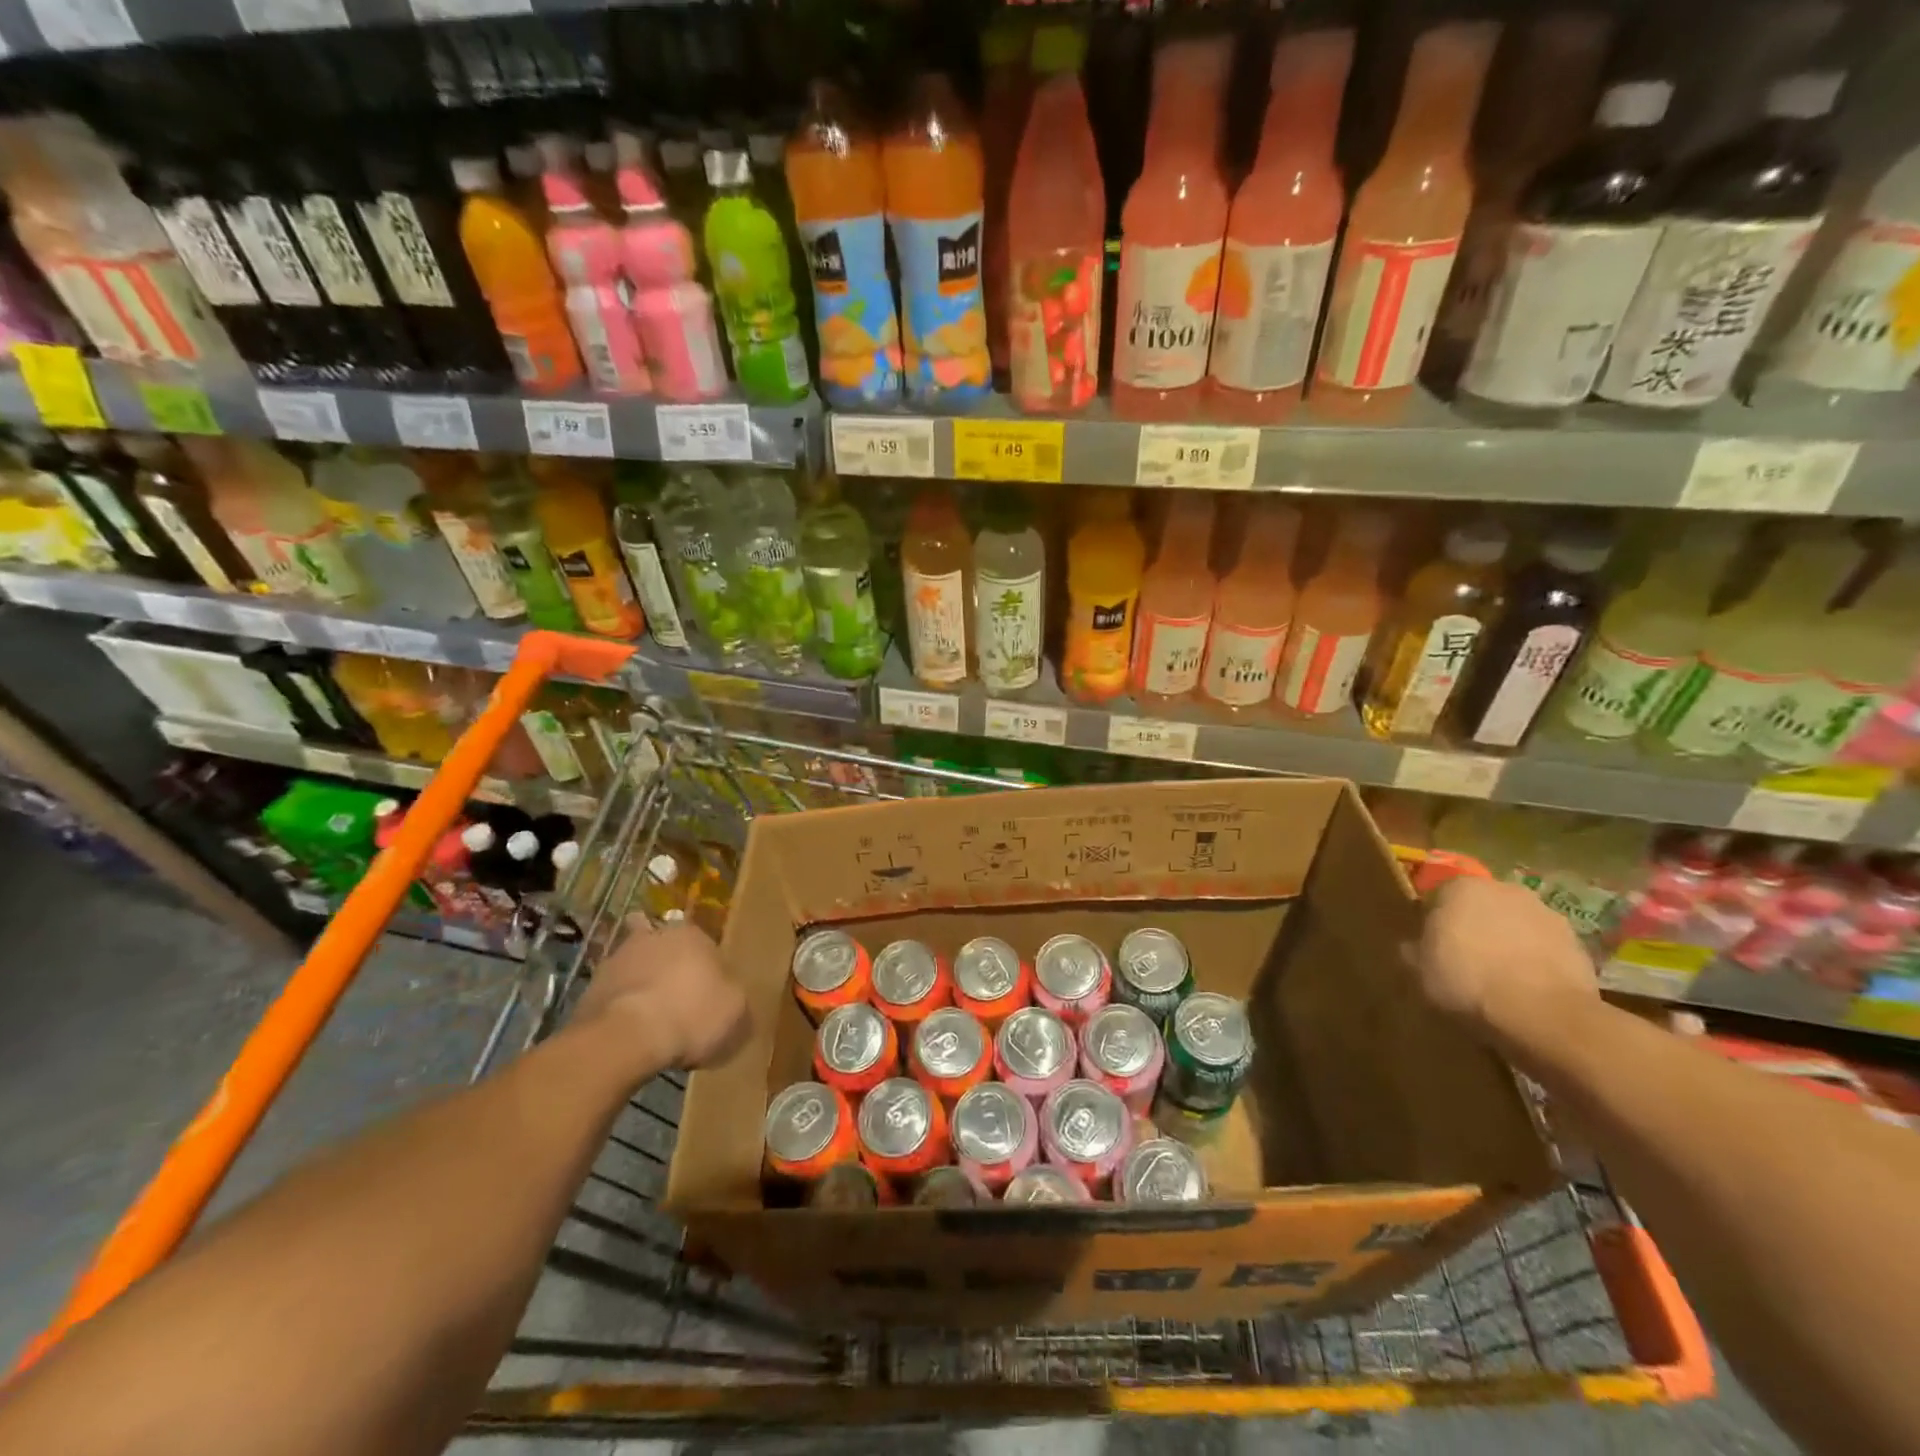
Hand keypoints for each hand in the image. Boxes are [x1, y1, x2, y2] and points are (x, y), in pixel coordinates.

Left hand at [575, 917, 749, 1071]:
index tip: (710, 997)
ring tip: (653, 1024)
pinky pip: (615, 998)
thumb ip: (736, 1002)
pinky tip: (631, 1036)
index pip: (707, 946)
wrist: (624, 1039)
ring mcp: (616, 960)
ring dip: (643, 989)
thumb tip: (732, 1003)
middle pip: (667, 951)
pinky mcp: (590, 989)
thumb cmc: (692, 1015)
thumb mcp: (737, 1014)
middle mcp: (653, 937)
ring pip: (637, 971)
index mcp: (693, 934)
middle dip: (671, 971)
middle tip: (680, 1003)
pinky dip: (621, 1011)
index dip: (710, 972)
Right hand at [1411, 877, 1600, 1049]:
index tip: (1432, 948)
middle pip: (1481, 907)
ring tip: (1500, 980)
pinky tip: (1528, 990)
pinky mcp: (1578, 944)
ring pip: (1515, 926)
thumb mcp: (1419, 970)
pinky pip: (1544, 949)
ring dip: (1507, 943)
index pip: (1439, 896)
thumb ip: (1412, 949)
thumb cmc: (1467, 982)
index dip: (1434, 922)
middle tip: (1465, 962)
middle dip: (1474, 928)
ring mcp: (1546, 914)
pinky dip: (1536, 962)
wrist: (1543, 1015)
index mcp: (1461, 887)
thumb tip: (1411, 945)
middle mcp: (1504, 889)